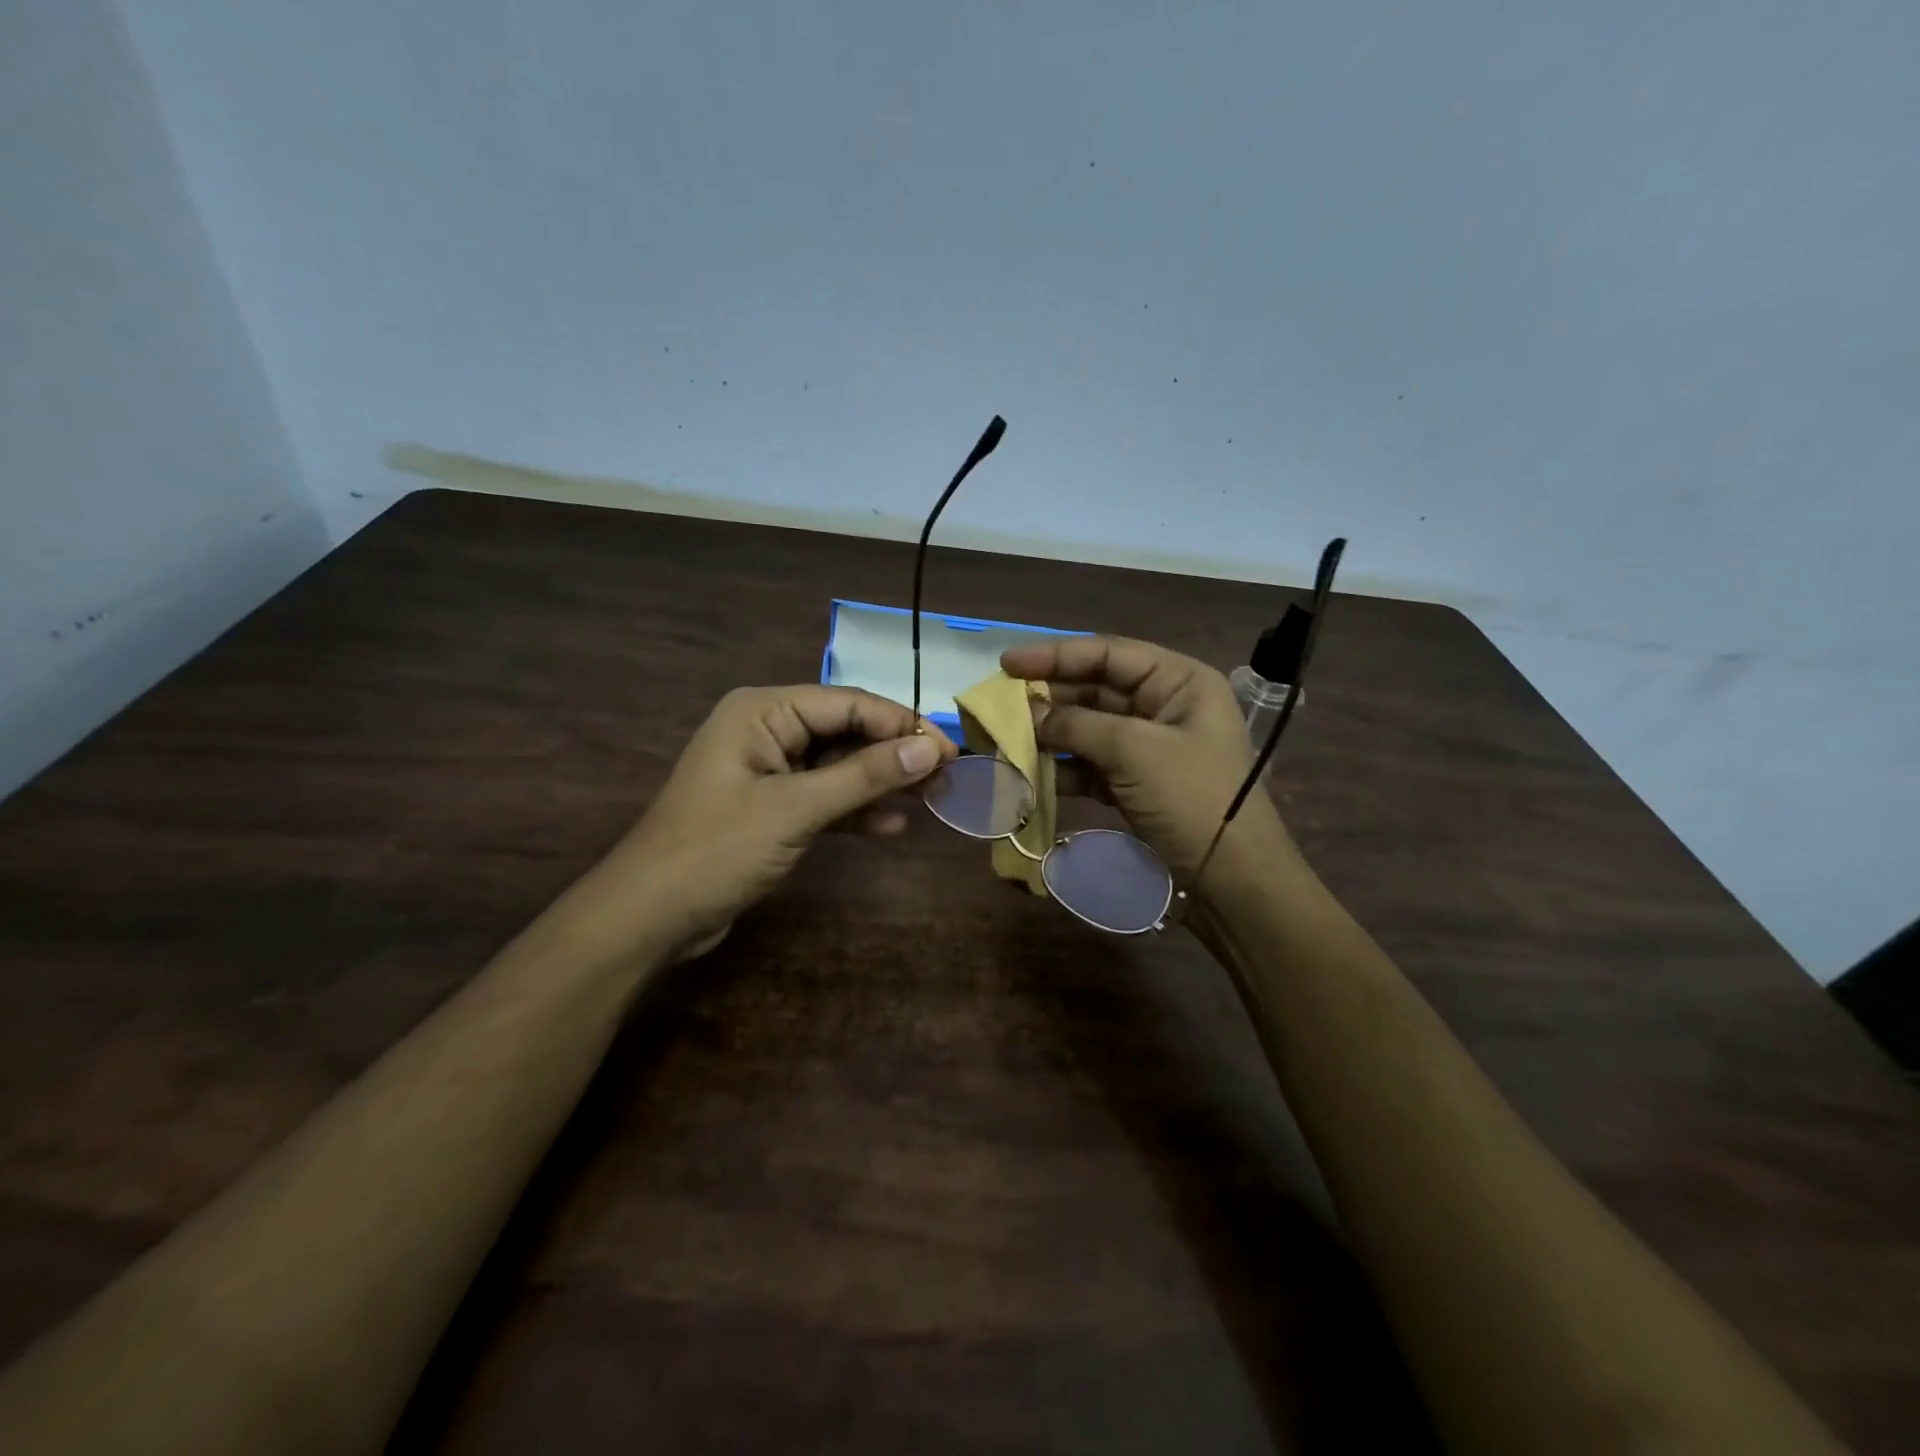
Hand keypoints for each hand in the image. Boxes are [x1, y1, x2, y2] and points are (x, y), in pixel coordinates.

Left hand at [578, 686, 956, 960]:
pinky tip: (892, 826)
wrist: (650, 917)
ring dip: (880, 782)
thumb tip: (929, 747)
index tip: (948, 749)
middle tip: (946, 776)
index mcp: (763, 711)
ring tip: (930, 798)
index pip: (847, 703)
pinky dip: (855, 809)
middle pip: (845, 731)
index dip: (901, 724)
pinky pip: (824, 797)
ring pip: (839, 766)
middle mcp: (766, 731)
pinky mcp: (771, 808)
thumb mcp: (796, 808)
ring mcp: (768, 771)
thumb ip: (865, 776)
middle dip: (893, 753)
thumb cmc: (717, 849)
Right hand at [1000, 636, 1301, 887]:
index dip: (1056, 655)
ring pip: (1089, 728)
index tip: (1007, 664)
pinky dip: (1062, 767)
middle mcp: (1164, 706)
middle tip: (1000, 704)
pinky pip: (1091, 763)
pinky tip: (1029, 772)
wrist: (1232, 877)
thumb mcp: (1135, 750)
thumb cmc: (1191, 797)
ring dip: (1050, 733)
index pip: (1109, 654)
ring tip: (1006, 738)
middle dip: (1049, 697)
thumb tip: (1028, 714)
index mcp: (1179, 682)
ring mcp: (1149, 746)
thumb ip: (1077, 724)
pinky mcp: (1136, 782)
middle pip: (1095, 688)